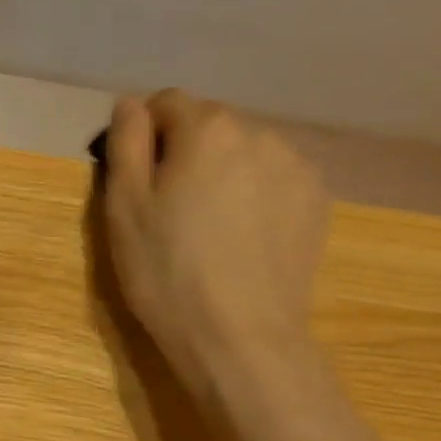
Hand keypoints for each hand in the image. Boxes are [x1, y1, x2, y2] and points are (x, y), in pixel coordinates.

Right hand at [101, 91, 328, 393]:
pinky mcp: (317, 202)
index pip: (165, 103)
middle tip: (168, 210)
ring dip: (221, 172)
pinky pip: (272, 180)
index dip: (141, 137)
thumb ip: (126, 141)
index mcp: (208, 128)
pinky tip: (241, 239)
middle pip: (208, 125)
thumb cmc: (167, 270)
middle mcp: (261, 133)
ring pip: (243, 152)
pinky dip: (252, 194)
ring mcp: (297, 167)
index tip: (135, 181)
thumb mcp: (124, 206)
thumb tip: (131, 104)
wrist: (240, 336)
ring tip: (208, 227)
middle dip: (184, 153)